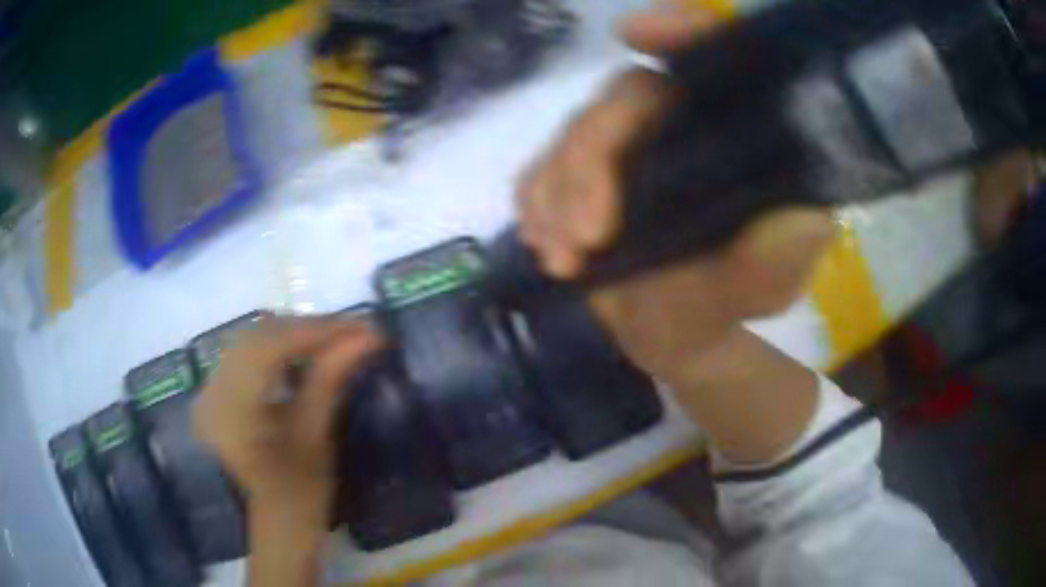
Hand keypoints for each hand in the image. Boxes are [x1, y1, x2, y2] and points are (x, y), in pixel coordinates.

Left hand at [194, 317, 380, 523]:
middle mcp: (210, 393)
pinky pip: (246, 353)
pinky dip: (277, 346)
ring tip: (334, 337)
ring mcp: (208, 390)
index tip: (360, 326)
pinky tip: (303, 350)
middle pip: (258, 337)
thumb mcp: (316, 435)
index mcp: (230, 412)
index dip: (315, 331)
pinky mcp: (215, 391)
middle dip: (308, 329)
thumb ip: (331, 378)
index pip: (268, 349)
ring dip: (294, 334)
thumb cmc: (301, 493)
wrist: (278, 522)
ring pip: (252, 339)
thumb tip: (368, 335)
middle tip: (352, 330)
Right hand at [517, 7, 834, 388]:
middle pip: (625, 95)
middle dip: (591, 156)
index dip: (681, 30)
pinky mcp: (582, 172)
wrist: (668, 334)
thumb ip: (776, 259)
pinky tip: (547, 248)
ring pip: (574, 130)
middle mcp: (681, 123)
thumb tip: (800, 220)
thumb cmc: (723, 305)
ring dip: (556, 193)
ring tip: (563, 260)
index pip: (715, 58)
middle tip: (586, 235)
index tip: (634, 32)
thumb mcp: (758, 290)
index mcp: (735, 134)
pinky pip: (541, 166)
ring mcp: (626, 145)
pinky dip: (535, 204)